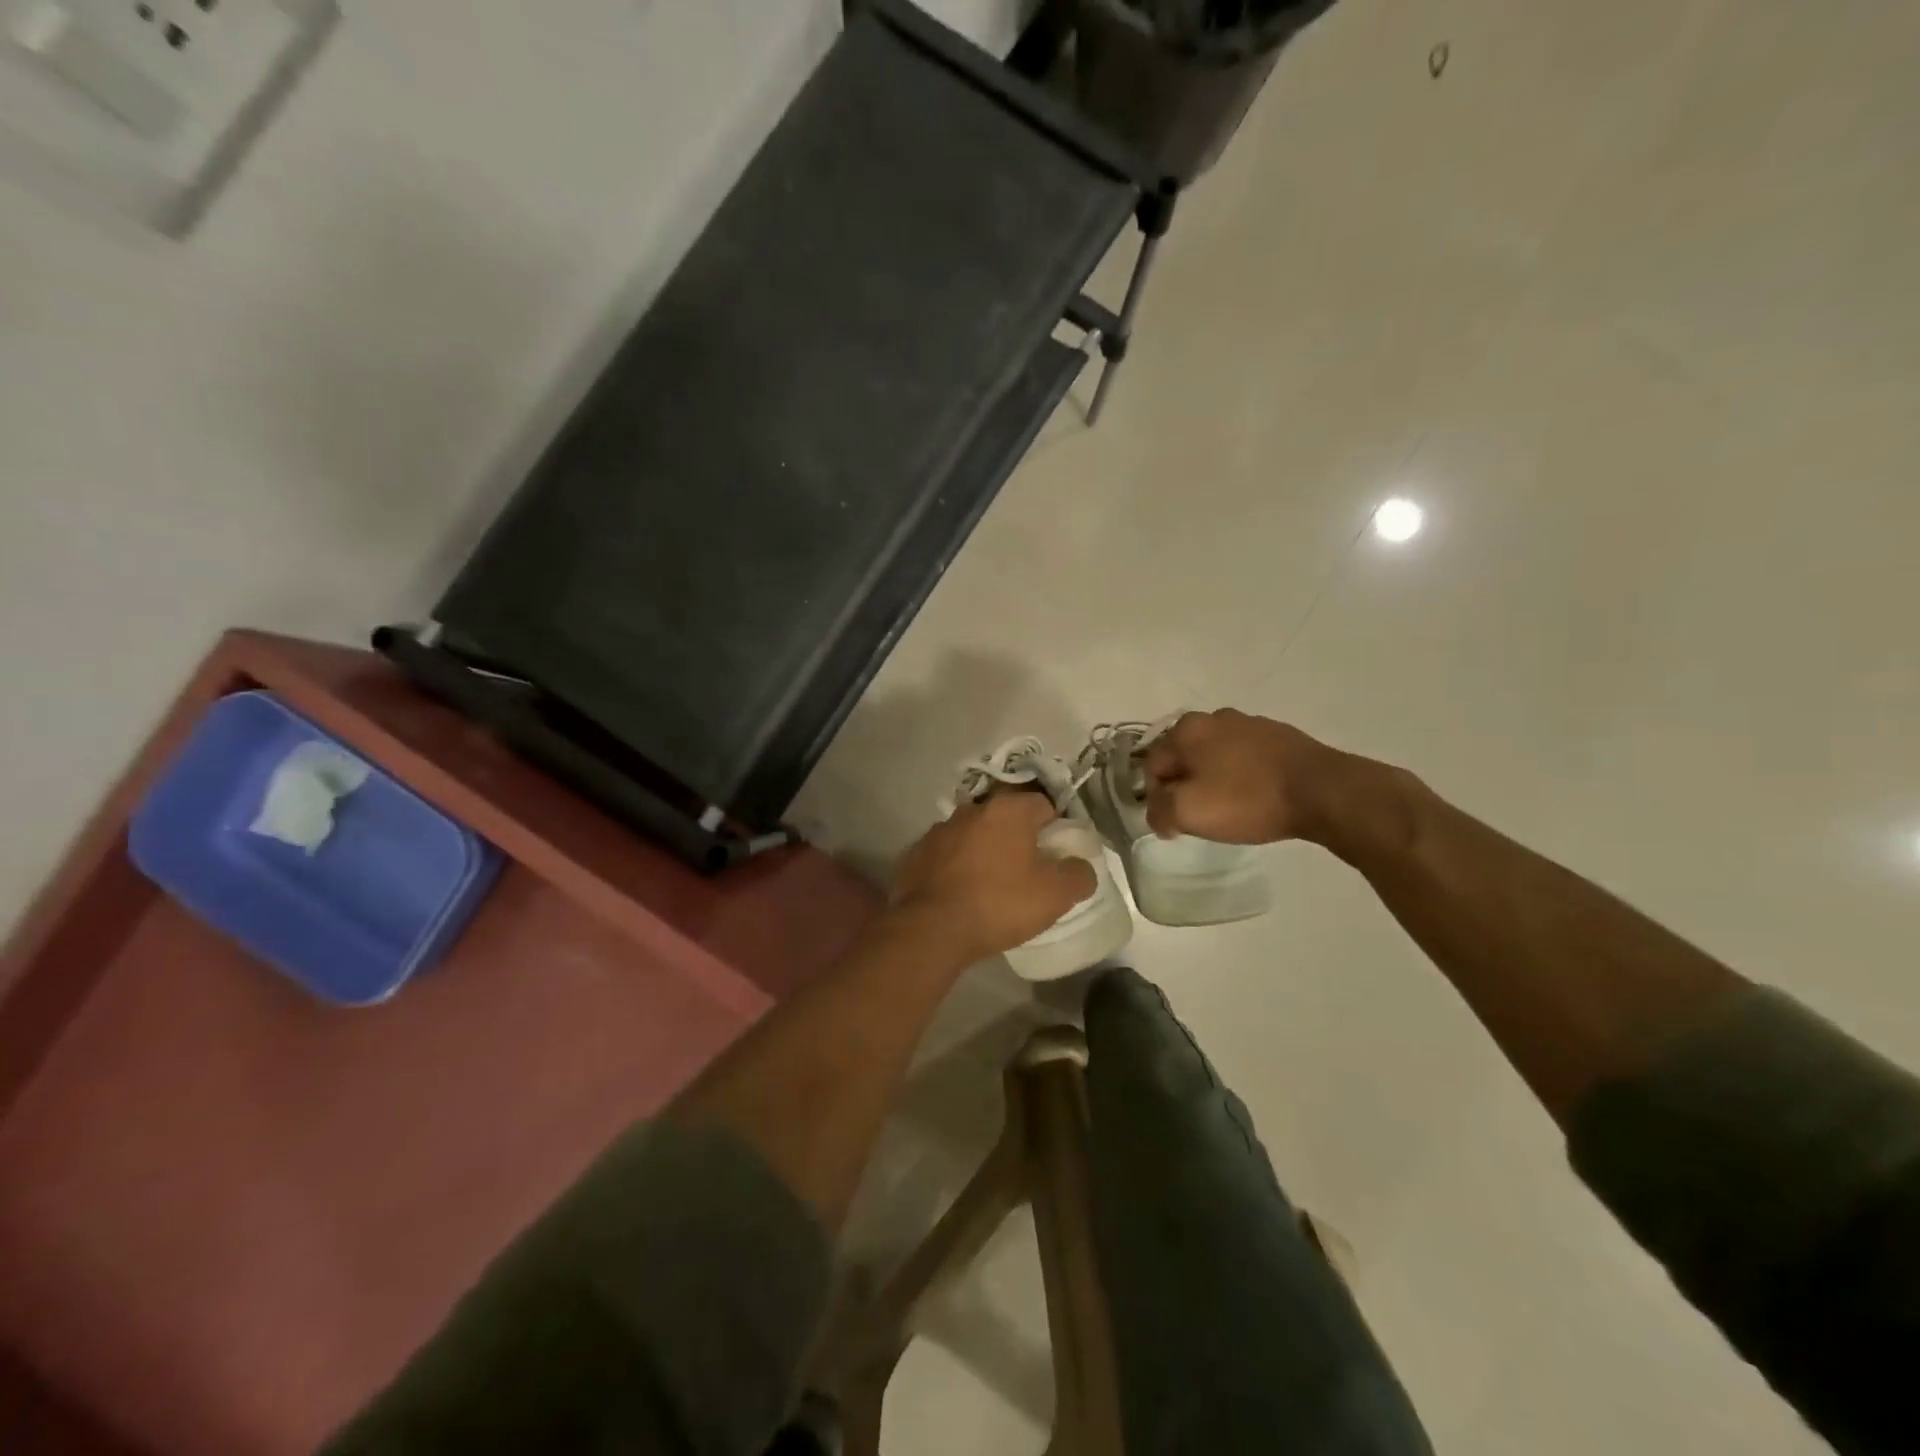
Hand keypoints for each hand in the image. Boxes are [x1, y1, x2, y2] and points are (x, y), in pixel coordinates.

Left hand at [890, 793, 1097, 962]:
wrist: (931, 928)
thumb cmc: (1000, 903)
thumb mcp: (1056, 895)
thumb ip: (1079, 875)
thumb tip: (1081, 867)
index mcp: (1008, 810)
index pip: (1043, 805)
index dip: (1055, 829)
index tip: (1056, 856)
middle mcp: (972, 809)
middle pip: (1005, 819)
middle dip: (1017, 839)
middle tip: (1027, 872)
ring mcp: (939, 830)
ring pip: (973, 835)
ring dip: (984, 852)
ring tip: (991, 887)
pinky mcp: (916, 853)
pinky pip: (946, 855)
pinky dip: (956, 868)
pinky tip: (960, 894)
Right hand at [1142, 709, 1349, 844]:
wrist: (1322, 791)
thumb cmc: (1247, 799)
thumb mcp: (1188, 813)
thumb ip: (1158, 811)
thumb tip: (1158, 812)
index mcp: (1186, 729)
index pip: (1152, 765)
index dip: (1157, 797)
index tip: (1176, 822)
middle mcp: (1213, 717)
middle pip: (1183, 757)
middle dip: (1186, 785)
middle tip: (1202, 815)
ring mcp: (1250, 723)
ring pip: (1215, 756)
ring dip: (1215, 779)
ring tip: (1232, 807)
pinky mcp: (1279, 735)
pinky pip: (1246, 757)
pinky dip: (1243, 775)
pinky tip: (1256, 796)